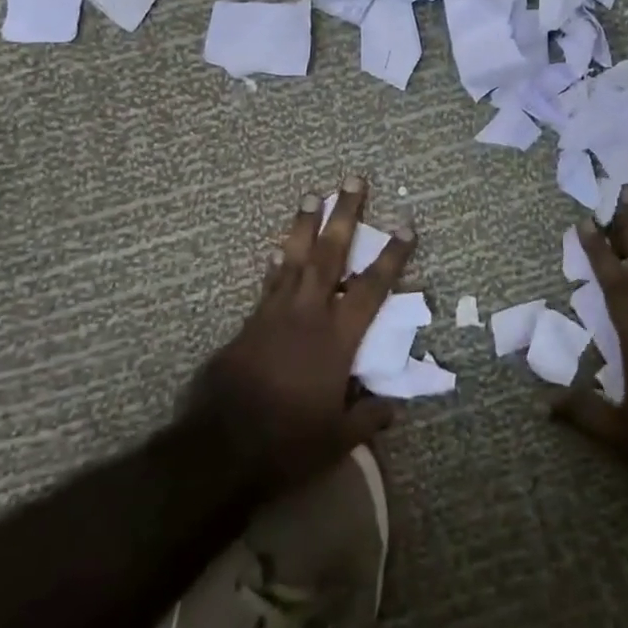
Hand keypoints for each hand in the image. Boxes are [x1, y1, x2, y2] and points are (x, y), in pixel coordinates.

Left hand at [182, 176, 414, 494]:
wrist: (221, 447)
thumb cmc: (287, 441)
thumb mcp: (337, 438)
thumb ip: (368, 417)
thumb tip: (392, 406)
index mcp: (338, 338)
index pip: (373, 288)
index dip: (392, 255)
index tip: (406, 225)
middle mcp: (309, 314)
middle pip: (331, 254)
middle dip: (344, 215)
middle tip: (352, 180)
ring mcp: (276, 313)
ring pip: (296, 257)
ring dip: (306, 224)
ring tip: (313, 194)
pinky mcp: (251, 322)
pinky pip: (270, 281)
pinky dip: (278, 261)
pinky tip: (279, 246)